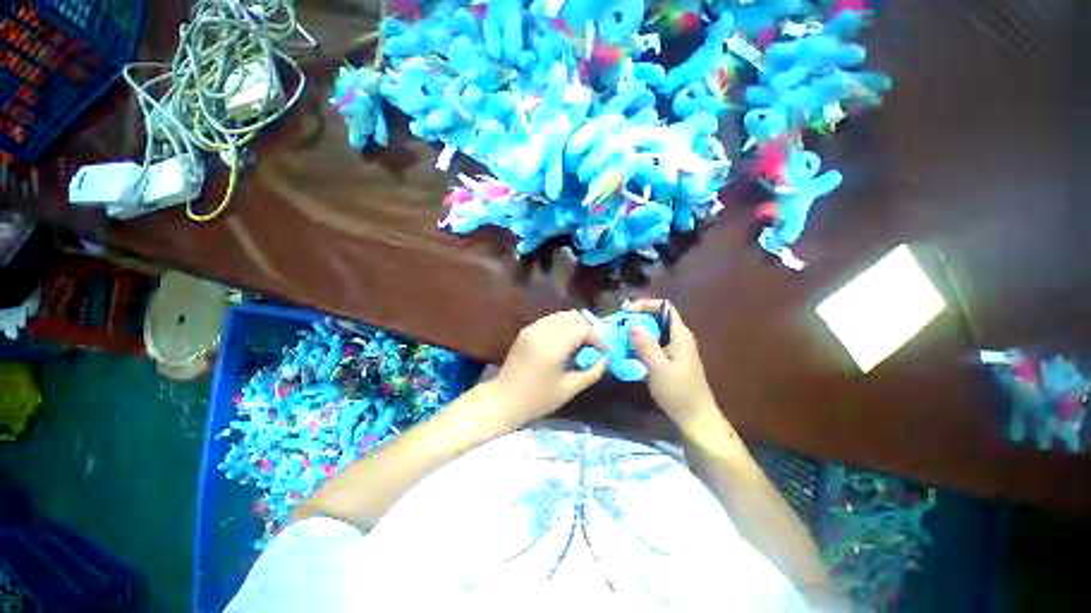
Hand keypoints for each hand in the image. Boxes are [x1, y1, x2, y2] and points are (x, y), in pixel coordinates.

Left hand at [488, 310, 606, 429]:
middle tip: (591, 346)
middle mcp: (542, 331)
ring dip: (574, 326)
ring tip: (579, 344)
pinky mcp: (526, 330)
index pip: (582, 329)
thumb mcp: (569, 389)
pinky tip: (563, 343)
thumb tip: (605, 358)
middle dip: (586, 329)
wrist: (505, 399)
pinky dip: (562, 326)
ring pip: (561, 315)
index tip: (602, 351)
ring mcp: (532, 328)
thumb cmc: (538, 398)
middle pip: (572, 316)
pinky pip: (550, 320)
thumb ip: (592, 372)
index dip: (596, 338)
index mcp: (552, 346)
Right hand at [625, 299, 725, 437]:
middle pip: (657, 318)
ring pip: (653, 332)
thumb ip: (646, 346)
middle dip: (637, 318)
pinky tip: (627, 352)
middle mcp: (678, 338)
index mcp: (680, 335)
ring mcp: (675, 350)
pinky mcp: (670, 360)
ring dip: (636, 332)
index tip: (626, 310)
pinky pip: (652, 345)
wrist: (696, 419)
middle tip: (617, 324)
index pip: (665, 308)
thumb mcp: (660, 369)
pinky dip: (639, 344)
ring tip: (618, 336)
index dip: (646, 304)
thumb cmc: (680, 393)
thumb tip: (632, 324)